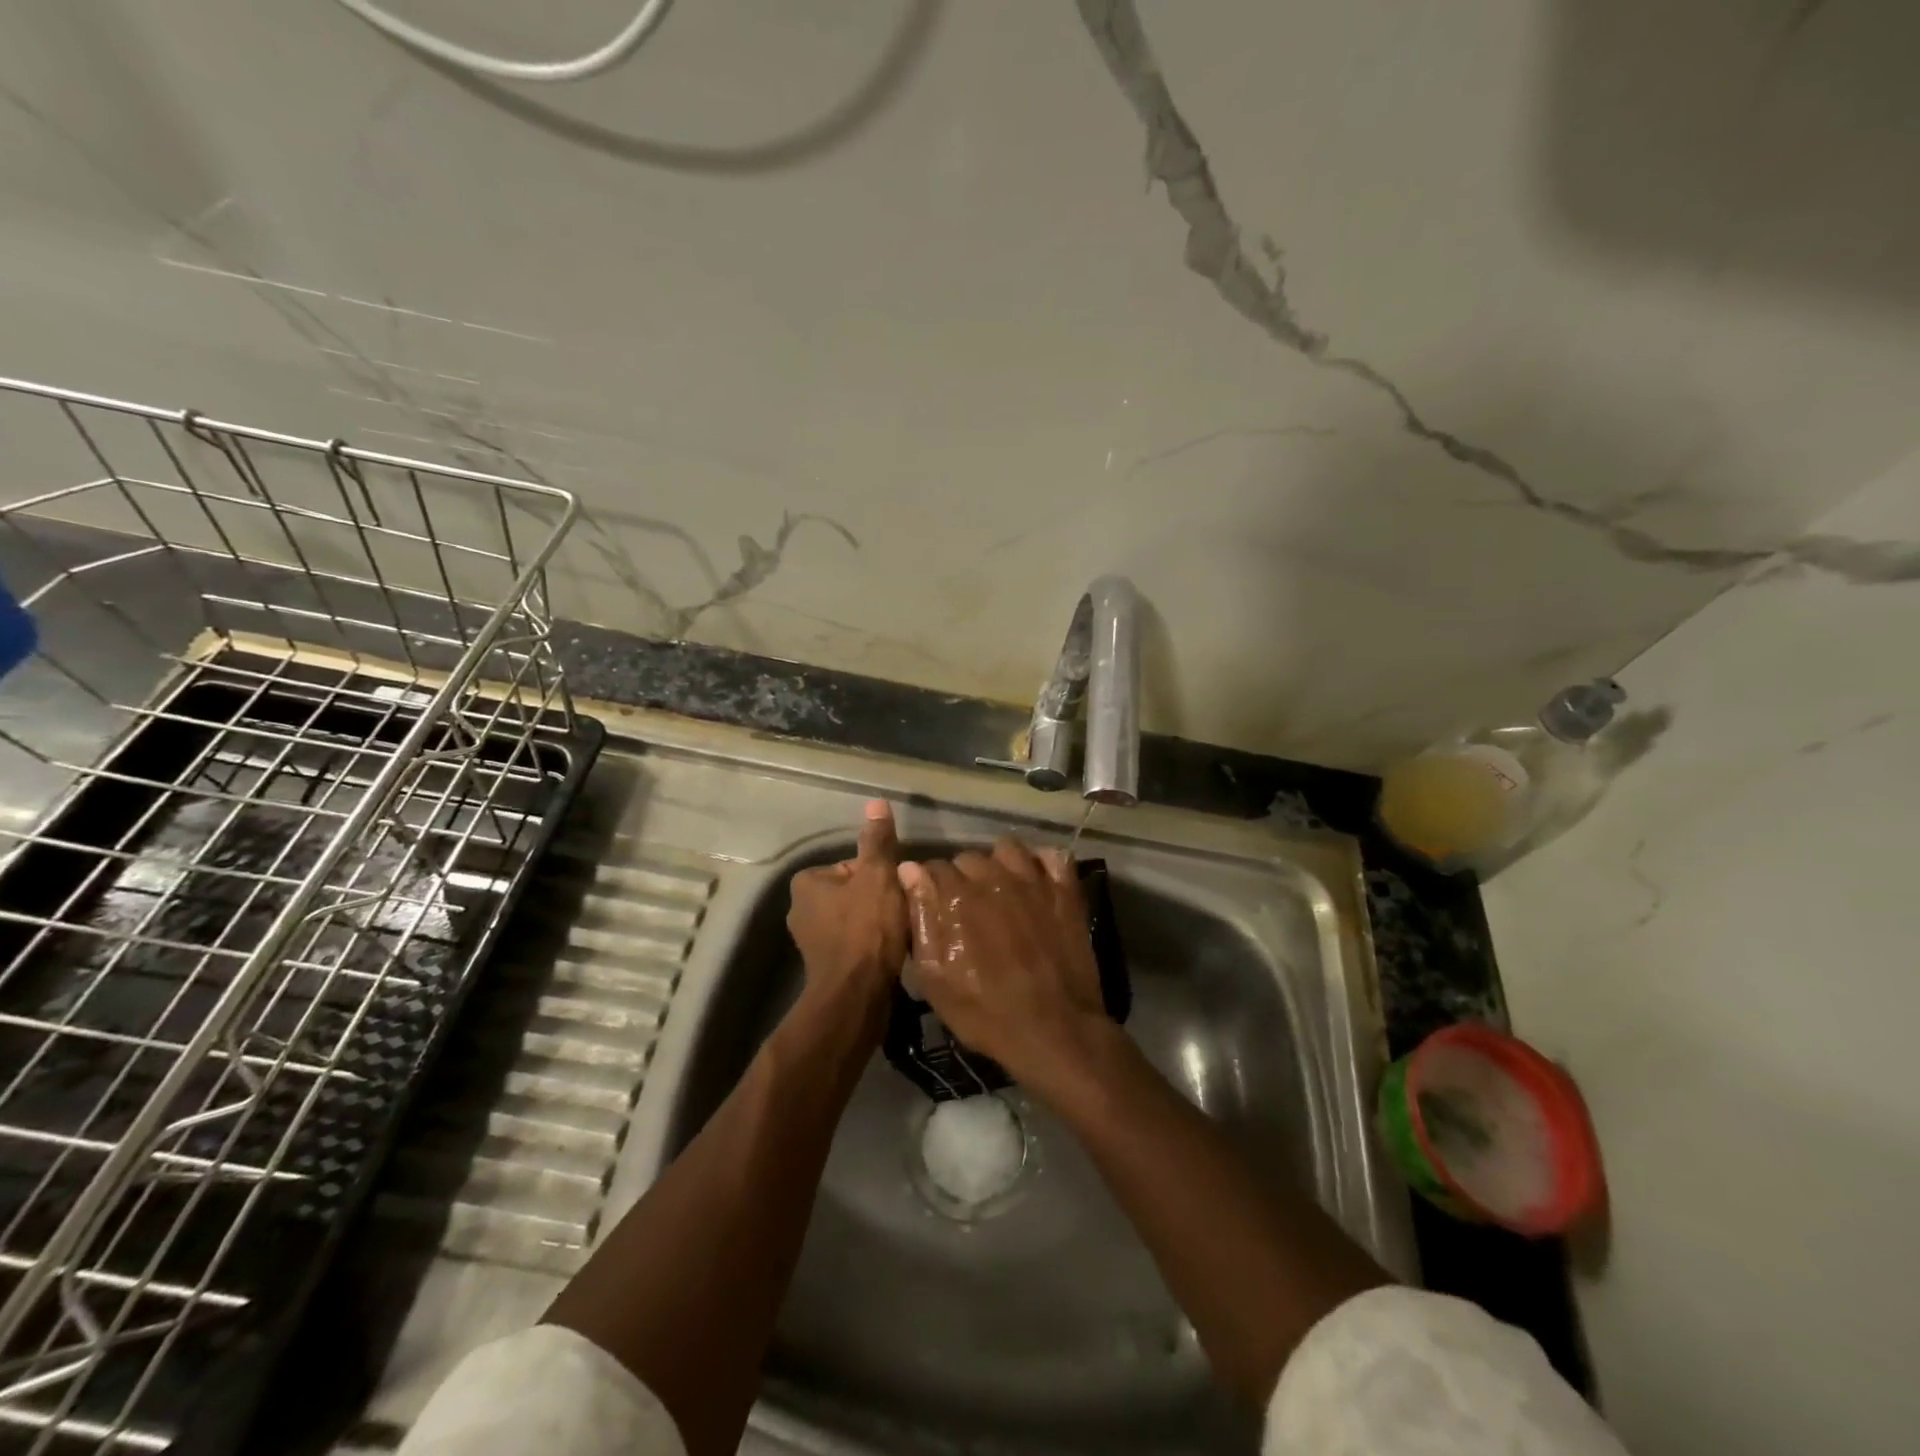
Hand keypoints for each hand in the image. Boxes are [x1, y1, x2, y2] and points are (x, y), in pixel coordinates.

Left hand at [787, 800, 908, 1008]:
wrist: (857, 996)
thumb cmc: (866, 928)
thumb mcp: (878, 876)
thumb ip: (877, 841)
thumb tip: (876, 801)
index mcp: (807, 882)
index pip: (853, 864)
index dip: (879, 875)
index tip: (894, 890)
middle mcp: (801, 909)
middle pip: (855, 891)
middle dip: (879, 900)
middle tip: (900, 912)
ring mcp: (811, 940)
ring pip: (856, 918)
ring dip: (878, 923)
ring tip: (899, 933)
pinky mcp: (825, 966)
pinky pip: (855, 942)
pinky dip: (872, 944)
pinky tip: (890, 951)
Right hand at [896, 837, 1108, 1089]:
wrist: (1054, 1031)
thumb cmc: (985, 1012)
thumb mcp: (935, 978)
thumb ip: (920, 918)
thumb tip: (909, 870)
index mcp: (958, 896)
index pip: (933, 868)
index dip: (930, 887)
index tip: (934, 907)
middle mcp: (994, 878)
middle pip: (969, 857)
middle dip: (962, 877)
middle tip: (966, 908)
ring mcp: (1034, 882)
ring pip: (1008, 849)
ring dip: (998, 863)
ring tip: (999, 888)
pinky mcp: (1065, 892)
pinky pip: (1054, 856)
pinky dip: (1043, 861)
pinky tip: (1036, 880)